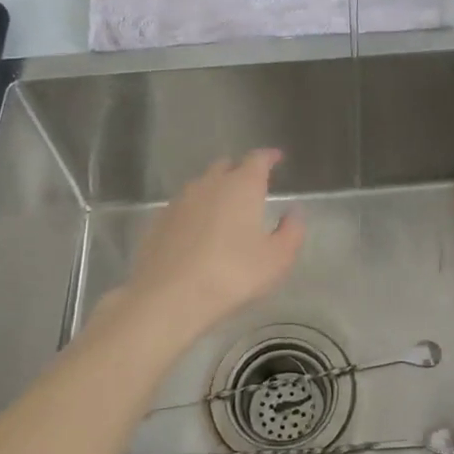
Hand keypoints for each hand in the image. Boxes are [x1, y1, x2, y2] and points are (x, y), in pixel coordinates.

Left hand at [122, 149, 304, 339]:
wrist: (169, 296)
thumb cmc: (232, 274)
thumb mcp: (277, 258)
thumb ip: (291, 231)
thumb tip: (294, 212)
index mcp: (242, 186)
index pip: (257, 159)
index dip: (269, 157)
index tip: (277, 158)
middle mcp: (209, 184)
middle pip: (225, 166)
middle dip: (239, 171)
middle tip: (250, 185)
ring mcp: (180, 201)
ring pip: (201, 185)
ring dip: (215, 190)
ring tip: (224, 209)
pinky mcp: (159, 221)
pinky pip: (183, 207)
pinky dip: (194, 212)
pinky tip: (197, 232)